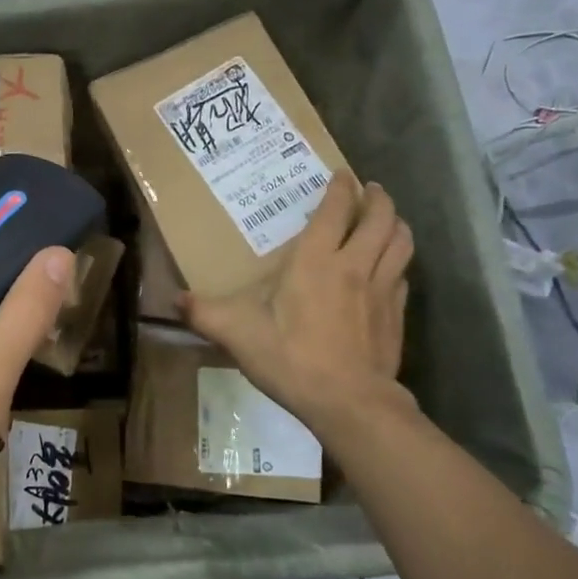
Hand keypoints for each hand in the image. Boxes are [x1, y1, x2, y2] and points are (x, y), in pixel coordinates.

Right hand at [181, 173, 414, 444]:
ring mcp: (382, 290)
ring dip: (397, 224)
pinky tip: (389, 269)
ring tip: (388, 219)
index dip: (341, 187)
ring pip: (401, 243)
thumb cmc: (292, 359)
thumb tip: (174, 300)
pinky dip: (398, 262)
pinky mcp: (397, 315)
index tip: (342, 174)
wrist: (350, 404)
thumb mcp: (237, 334)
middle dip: (378, 199)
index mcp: (317, 260)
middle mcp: (355, 265)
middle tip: (370, 190)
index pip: (336, 210)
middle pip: (380, 219)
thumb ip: (204, 313)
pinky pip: (403, 276)